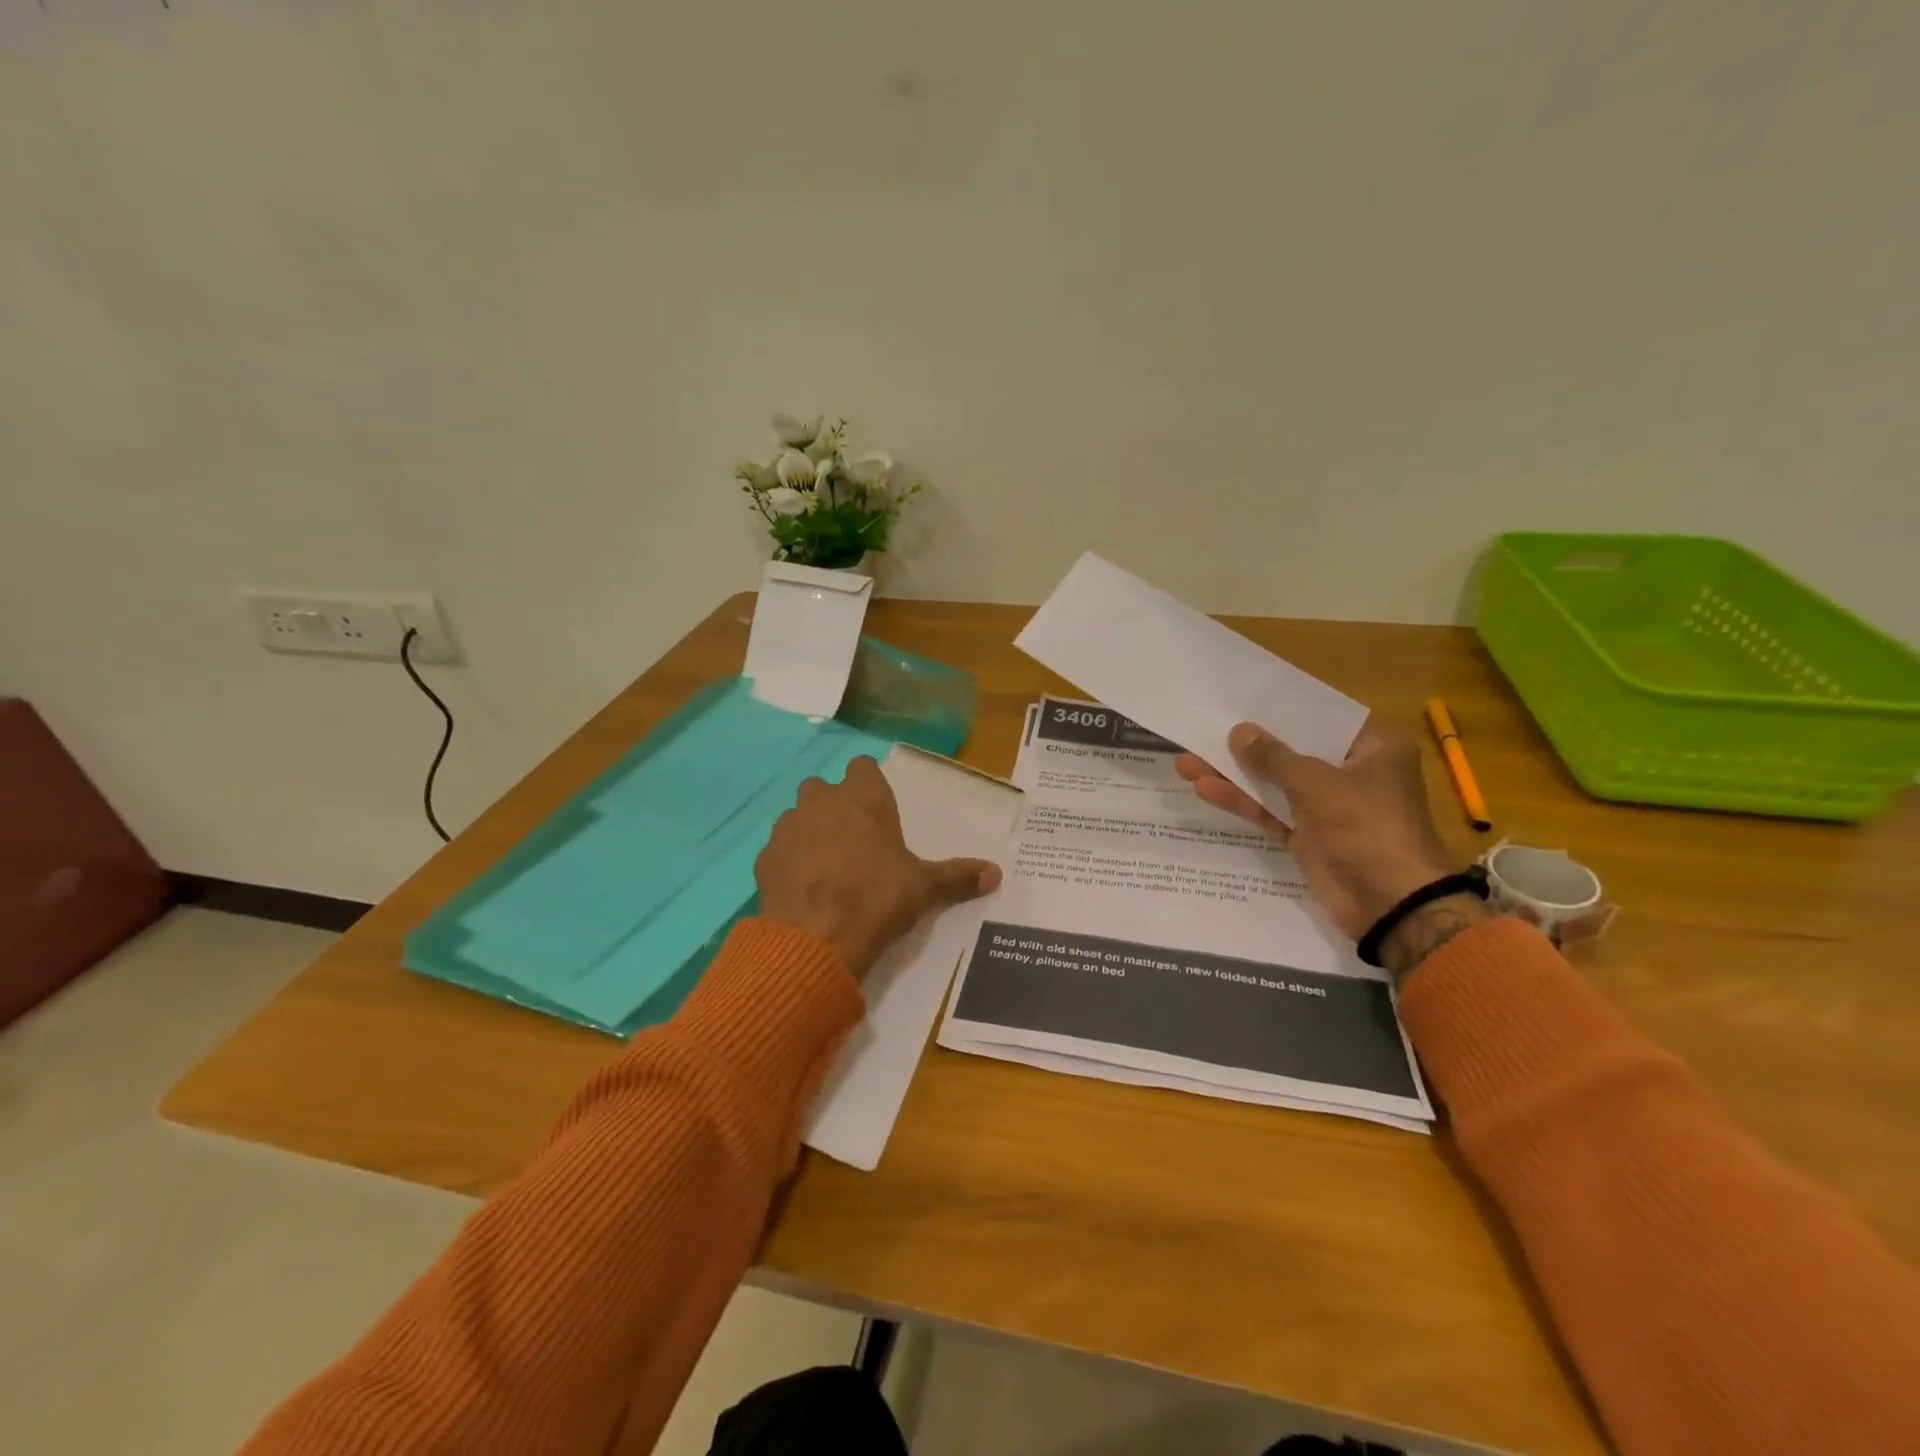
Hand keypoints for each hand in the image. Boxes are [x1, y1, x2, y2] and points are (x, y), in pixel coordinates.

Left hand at [755, 756, 1002, 977]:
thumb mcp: (924, 888)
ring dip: (810, 831)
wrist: (814, 939)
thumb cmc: (876, 899)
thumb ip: (958, 876)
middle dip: (835, 805)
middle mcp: (822, 802)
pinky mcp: (764, 857)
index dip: (869, 784)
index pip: (862, 767)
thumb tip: (998, 873)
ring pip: (798, 816)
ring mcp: (788, 827)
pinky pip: (779, 848)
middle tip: (854, 840)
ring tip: (827, 866)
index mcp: (863, 798)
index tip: (878, 810)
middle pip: (824, 788)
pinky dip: (789, 860)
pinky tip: (803, 887)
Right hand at [1176, 721, 1474, 945]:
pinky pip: (1271, 812)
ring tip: (1188, 763)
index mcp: (1374, 749)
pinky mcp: (1309, 836)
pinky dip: (1243, 802)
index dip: (1281, 708)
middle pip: (1292, 751)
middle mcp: (1352, 772)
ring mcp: (1329, 807)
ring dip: (1235, 774)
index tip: (1242, 697)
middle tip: (1206, 729)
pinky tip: (1206, 788)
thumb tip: (1239, 732)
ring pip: (1275, 783)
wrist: (1389, 904)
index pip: (1322, 717)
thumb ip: (1273, 757)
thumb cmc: (1365, 827)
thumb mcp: (1316, 783)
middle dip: (1247, 745)